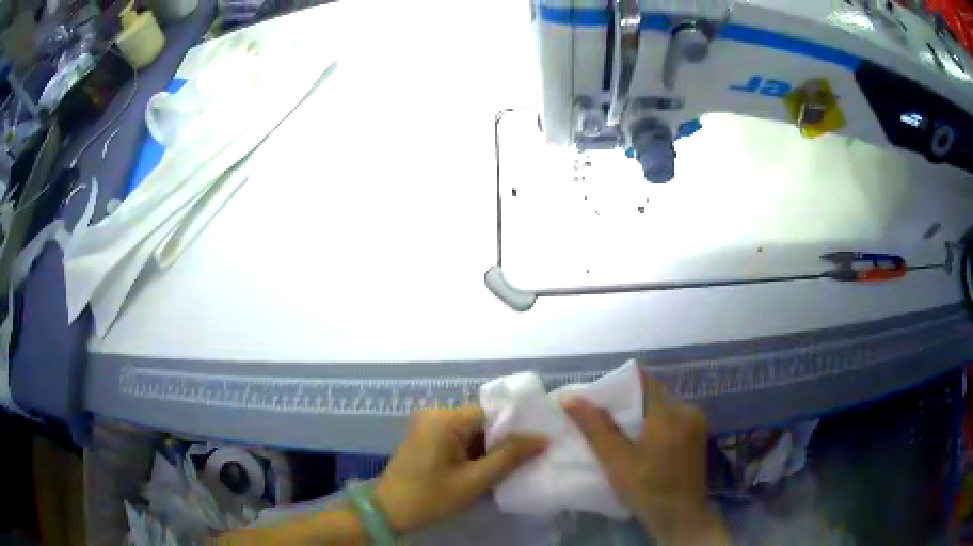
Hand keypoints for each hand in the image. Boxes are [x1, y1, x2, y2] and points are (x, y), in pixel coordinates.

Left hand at [373, 406, 546, 533]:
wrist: (390, 511)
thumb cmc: (432, 496)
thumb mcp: (475, 480)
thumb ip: (510, 457)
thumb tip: (542, 438)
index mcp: (445, 418)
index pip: (491, 414)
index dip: (511, 432)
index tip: (527, 451)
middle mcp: (435, 413)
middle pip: (480, 421)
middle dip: (497, 443)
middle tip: (515, 465)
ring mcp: (427, 424)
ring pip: (470, 431)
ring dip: (484, 449)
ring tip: (497, 471)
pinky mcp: (424, 436)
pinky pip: (456, 437)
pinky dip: (470, 452)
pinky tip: (477, 471)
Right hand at [563, 373, 730, 545]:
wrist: (680, 517)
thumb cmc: (647, 489)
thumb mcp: (616, 461)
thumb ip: (595, 427)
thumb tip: (569, 397)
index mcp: (670, 412)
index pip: (644, 380)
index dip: (620, 385)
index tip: (599, 399)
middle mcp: (688, 410)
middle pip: (654, 394)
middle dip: (629, 403)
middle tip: (604, 420)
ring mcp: (696, 423)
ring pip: (664, 407)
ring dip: (643, 415)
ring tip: (621, 434)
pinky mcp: (698, 436)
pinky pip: (674, 419)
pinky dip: (656, 425)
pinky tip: (644, 444)